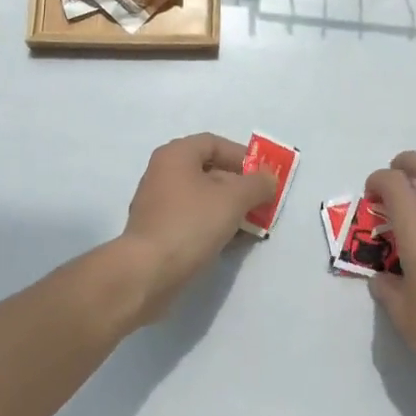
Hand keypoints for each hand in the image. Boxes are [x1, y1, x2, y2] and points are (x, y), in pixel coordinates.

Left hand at [116, 133, 276, 323]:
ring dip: (228, 209)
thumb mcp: (234, 199)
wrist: (147, 273)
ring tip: (250, 226)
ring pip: (201, 198)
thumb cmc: (191, 224)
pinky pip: (191, 220)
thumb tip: (269, 179)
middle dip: (238, 186)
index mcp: (175, 155)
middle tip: (260, 203)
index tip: (262, 176)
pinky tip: (230, 242)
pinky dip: (212, 226)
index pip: (214, 143)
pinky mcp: (156, 232)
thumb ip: (257, 184)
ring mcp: (157, 204)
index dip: (242, 156)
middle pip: (208, 171)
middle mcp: (162, 173)